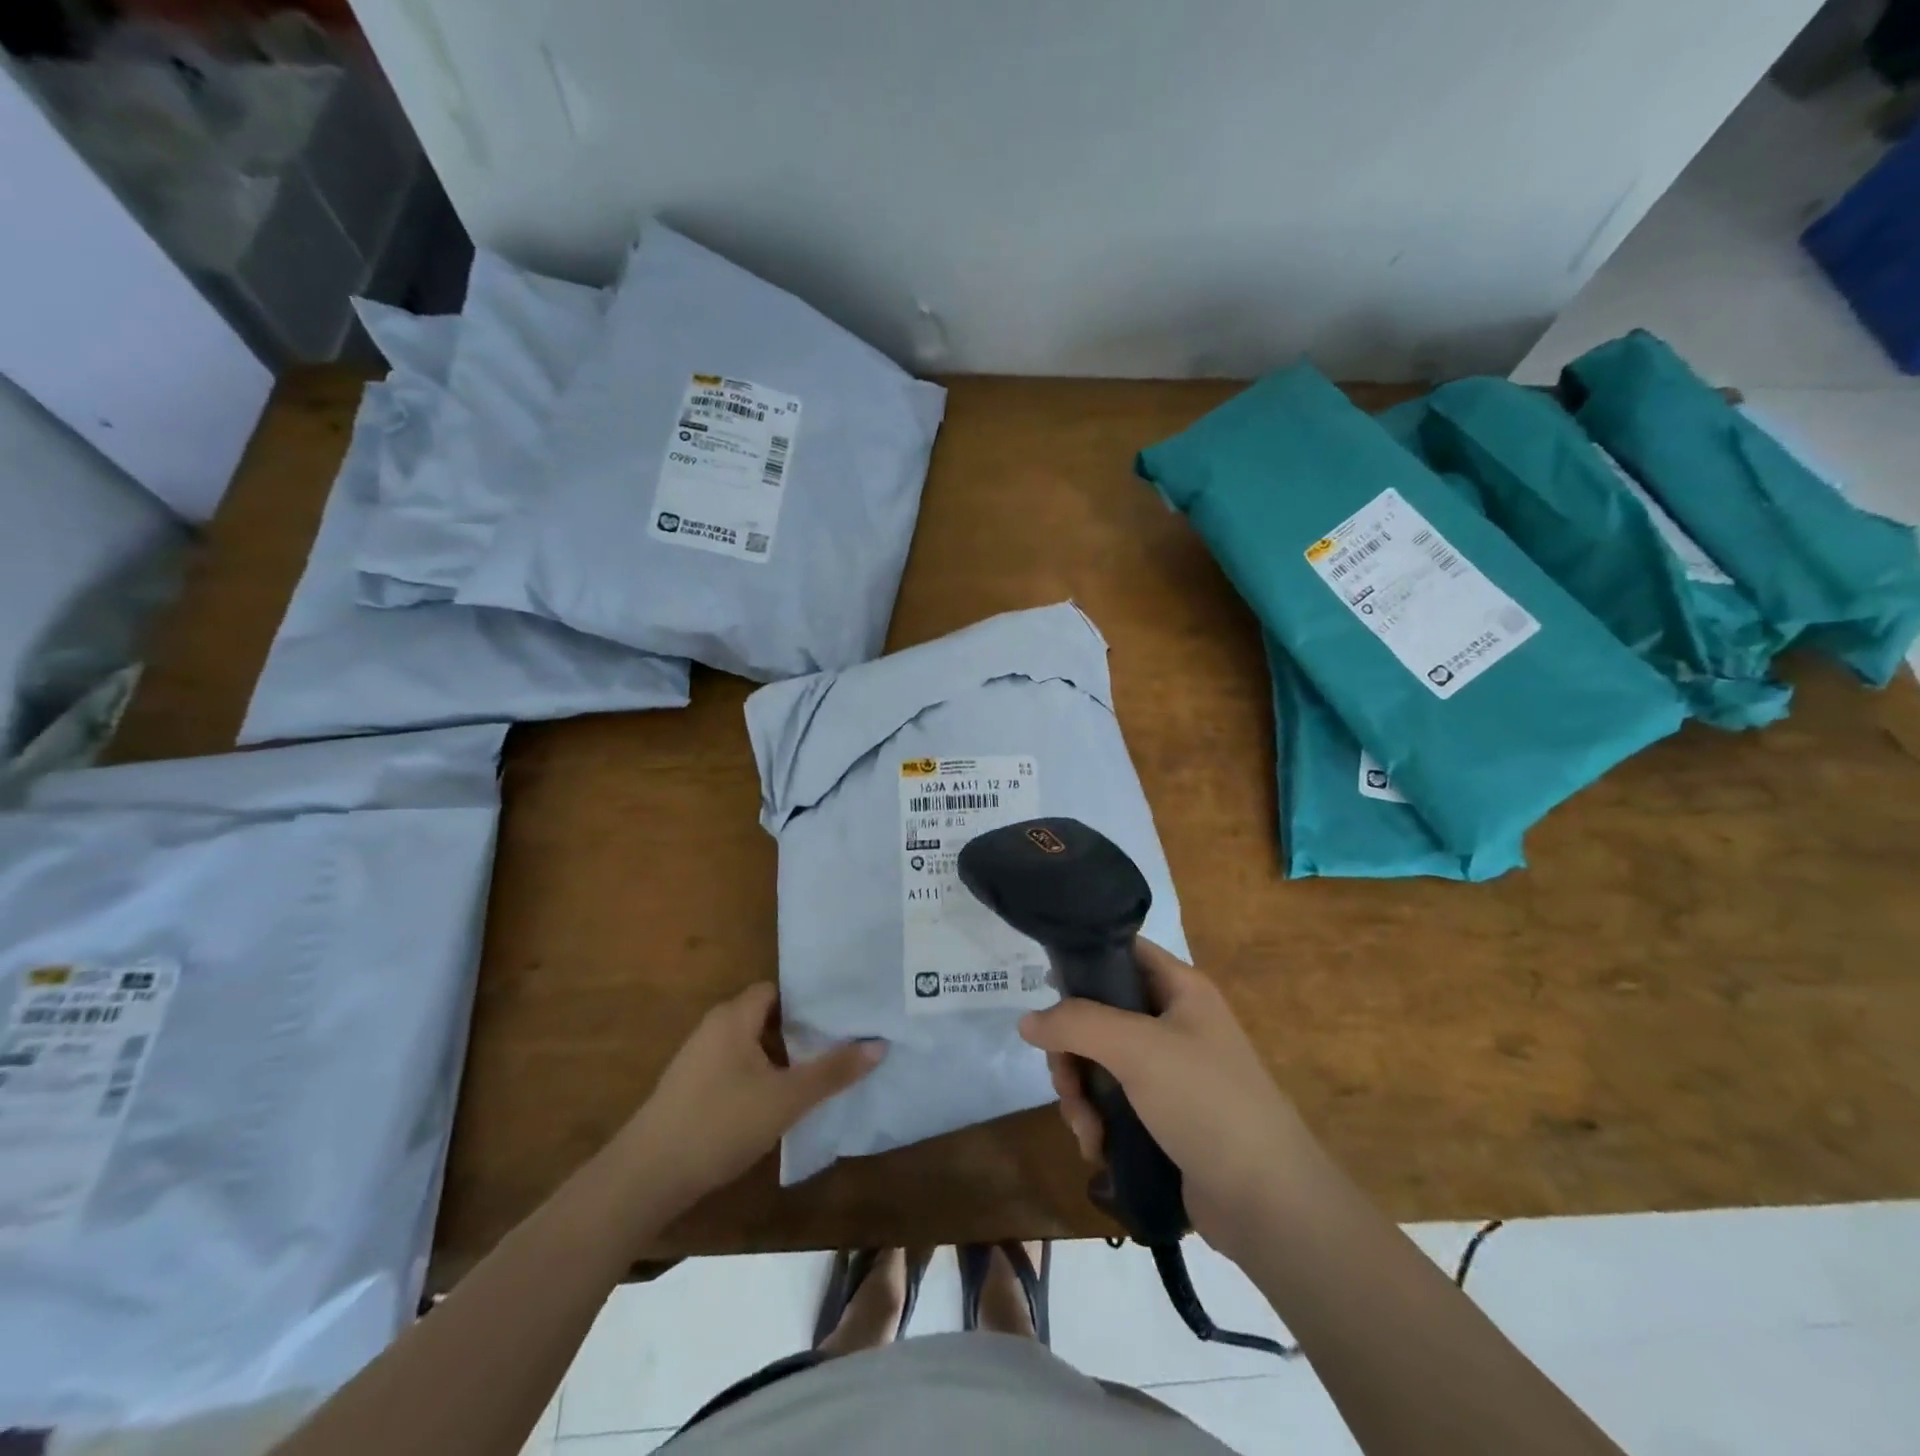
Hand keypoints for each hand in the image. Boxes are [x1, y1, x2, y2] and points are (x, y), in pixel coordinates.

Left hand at [617, 983, 883, 1213]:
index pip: (778, 990)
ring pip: (752, 1045)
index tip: (842, 1013)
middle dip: (801, 1030)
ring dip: (782, 1057)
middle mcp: (715, 1027)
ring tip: (821, 1071)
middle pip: (767, 1016)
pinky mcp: (691, 1089)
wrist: (645, 1178)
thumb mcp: (786, 1099)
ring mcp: (699, 1059)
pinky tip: (781, 1101)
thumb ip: (832, 1071)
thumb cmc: (719, 1124)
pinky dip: (761, 1076)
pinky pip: (737, 1068)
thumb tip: (879, 1044)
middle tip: (841, 1042)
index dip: (810, 999)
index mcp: (734, 1016)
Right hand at [1018, 939, 1310, 1263]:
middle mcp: (1173, 1023)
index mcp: (1180, 989)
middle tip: (1067, 1085)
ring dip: (1080, 1095)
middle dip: (1072, 1053)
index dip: (1082, 962)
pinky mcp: (1162, 1116)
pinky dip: (1097, 1121)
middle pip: (1099, 1015)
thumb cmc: (1206, 1102)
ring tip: (1087, 1130)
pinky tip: (1097, 1148)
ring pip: (1099, 1062)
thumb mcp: (1137, 1048)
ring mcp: (1168, 1072)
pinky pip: (1112, 1102)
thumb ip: (1077, 1023)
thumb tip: (1027, 1021)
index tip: (1045, 990)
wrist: (1268, 1203)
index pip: (1121, 952)